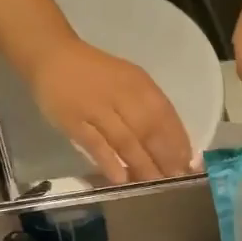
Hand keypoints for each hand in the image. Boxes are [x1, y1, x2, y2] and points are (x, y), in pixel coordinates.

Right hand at [30, 37, 196, 183]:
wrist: (52, 55)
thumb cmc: (97, 74)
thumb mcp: (128, 82)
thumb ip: (148, 108)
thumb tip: (173, 145)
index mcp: (138, 84)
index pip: (166, 115)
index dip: (178, 141)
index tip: (189, 165)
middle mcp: (121, 94)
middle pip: (149, 130)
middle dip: (165, 157)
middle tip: (176, 180)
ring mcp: (96, 108)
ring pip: (125, 140)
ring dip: (143, 164)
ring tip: (155, 185)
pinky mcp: (73, 121)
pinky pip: (95, 144)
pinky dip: (109, 161)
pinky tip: (122, 179)